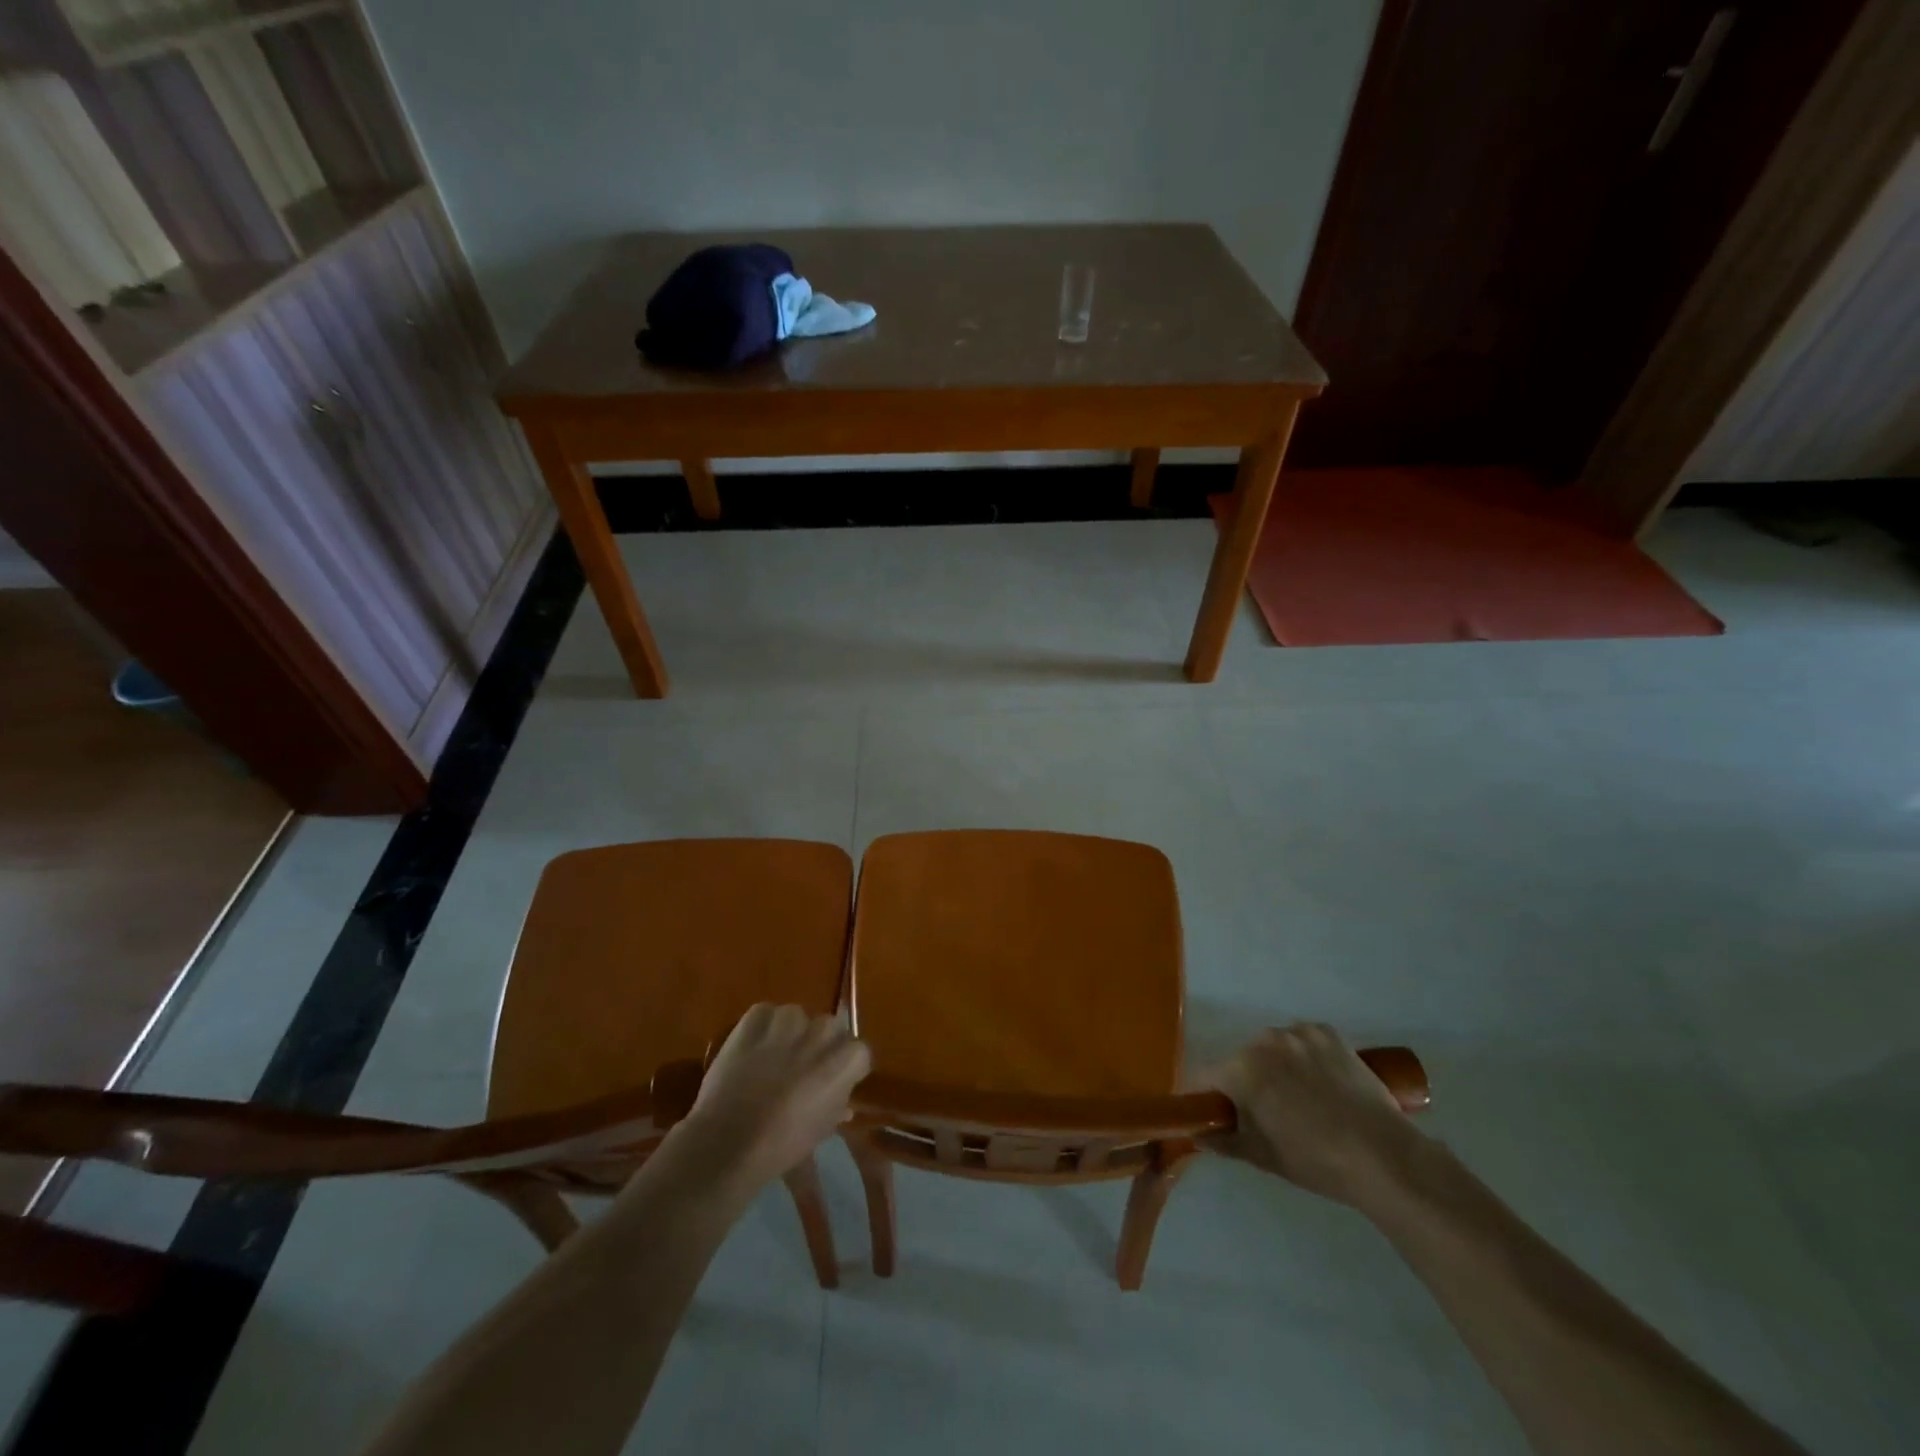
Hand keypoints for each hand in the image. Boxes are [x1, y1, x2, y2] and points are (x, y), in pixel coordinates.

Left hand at [678, 1004, 870, 1193]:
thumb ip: (836, 1106)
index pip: (859, 1052)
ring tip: (775, 1055)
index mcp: (845, 1060)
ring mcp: (788, 1021)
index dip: (846, 1067)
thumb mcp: (821, 1131)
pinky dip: (761, 1026)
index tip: (836, 1082)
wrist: (728, 1142)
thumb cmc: (782, 1145)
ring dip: (791, 1032)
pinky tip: (753, 1046)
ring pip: (797, 1016)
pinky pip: (764, 1013)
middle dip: (821, 1044)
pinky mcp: (754, 1019)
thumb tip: (843, 1102)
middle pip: (830, 1027)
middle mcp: (822, 1032)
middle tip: (804, 1067)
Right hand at [1204, 1022, 1424, 1208]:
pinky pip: (1303, 1041)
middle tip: (1265, 1115)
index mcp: (1242, 1068)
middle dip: (1245, 1082)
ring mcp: (1299, 1032)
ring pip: (1273, 1049)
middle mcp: (1264, 1039)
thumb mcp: (1263, 1157)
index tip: (1213, 1115)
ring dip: (1275, 1067)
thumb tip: (1197, 1134)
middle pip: (1240, 1060)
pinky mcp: (1328, 1033)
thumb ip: (1223, 1141)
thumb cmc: (1316, 1159)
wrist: (1385, 1157)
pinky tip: (1322, 1083)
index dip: (1204, 1097)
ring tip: (1301, 1099)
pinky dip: (1305, 1057)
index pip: (1204, 1077)